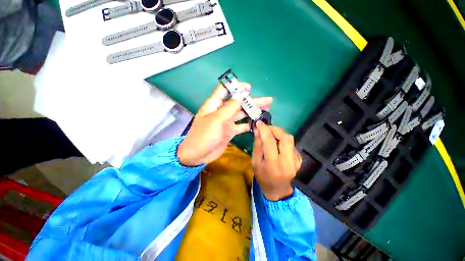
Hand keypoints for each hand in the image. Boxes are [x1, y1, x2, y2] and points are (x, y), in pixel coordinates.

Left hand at [177, 83, 272, 165]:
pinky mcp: (230, 131)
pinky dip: (249, 124)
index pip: (225, 90)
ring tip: (267, 109)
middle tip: (268, 100)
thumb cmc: (204, 135)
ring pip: (242, 114)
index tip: (249, 88)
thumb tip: (241, 94)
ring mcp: (227, 122)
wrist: (198, 154)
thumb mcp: (217, 120)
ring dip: (253, 112)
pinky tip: (258, 123)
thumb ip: (229, 108)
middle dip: (252, 101)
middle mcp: (222, 111)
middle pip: (238, 103)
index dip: (236, 87)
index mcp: (215, 104)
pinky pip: (242, 126)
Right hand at [252, 122, 301, 200]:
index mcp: (273, 164)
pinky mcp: (299, 160)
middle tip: (267, 128)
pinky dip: (283, 140)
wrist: (277, 190)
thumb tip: (257, 130)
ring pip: (290, 140)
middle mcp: (288, 162)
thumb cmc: (262, 177)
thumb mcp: (255, 162)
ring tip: (270, 135)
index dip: (264, 130)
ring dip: (279, 134)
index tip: (259, 123)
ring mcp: (296, 161)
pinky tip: (277, 144)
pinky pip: (291, 145)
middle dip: (276, 129)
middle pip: (286, 138)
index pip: (270, 142)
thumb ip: (257, 145)